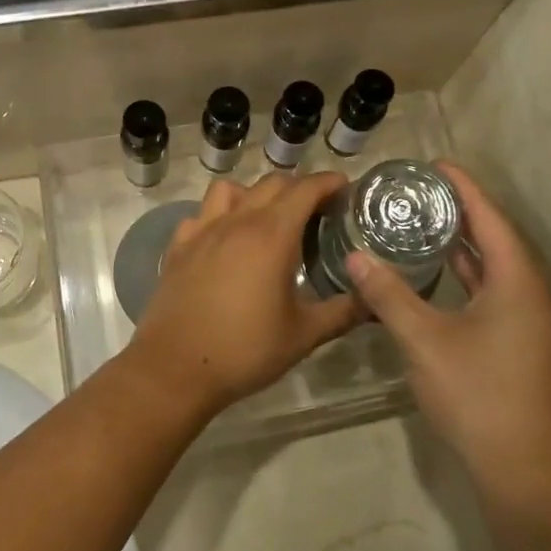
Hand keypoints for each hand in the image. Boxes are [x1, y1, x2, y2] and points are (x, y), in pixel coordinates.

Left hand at [126, 171, 359, 416]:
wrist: (175, 368)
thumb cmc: (245, 350)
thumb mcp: (304, 335)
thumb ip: (343, 312)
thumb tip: (375, 301)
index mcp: (272, 235)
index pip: (305, 189)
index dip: (329, 182)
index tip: (345, 188)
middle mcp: (237, 222)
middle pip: (271, 184)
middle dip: (299, 188)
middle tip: (317, 211)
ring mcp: (202, 231)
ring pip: (230, 189)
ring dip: (254, 194)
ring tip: (268, 219)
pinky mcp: (178, 247)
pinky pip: (201, 214)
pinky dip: (218, 216)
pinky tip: (225, 240)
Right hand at [343, 163, 550, 496]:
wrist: (525, 469)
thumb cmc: (479, 394)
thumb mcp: (425, 340)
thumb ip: (388, 295)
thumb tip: (355, 257)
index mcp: (517, 281)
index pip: (490, 218)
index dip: (464, 187)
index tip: (434, 164)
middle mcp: (529, 293)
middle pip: (495, 238)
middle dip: (459, 211)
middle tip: (417, 191)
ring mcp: (527, 321)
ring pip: (493, 268)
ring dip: (461, 244)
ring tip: (421, 222)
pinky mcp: (518, 344)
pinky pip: (490, 291)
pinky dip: (464, 275)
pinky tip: (435, 276)